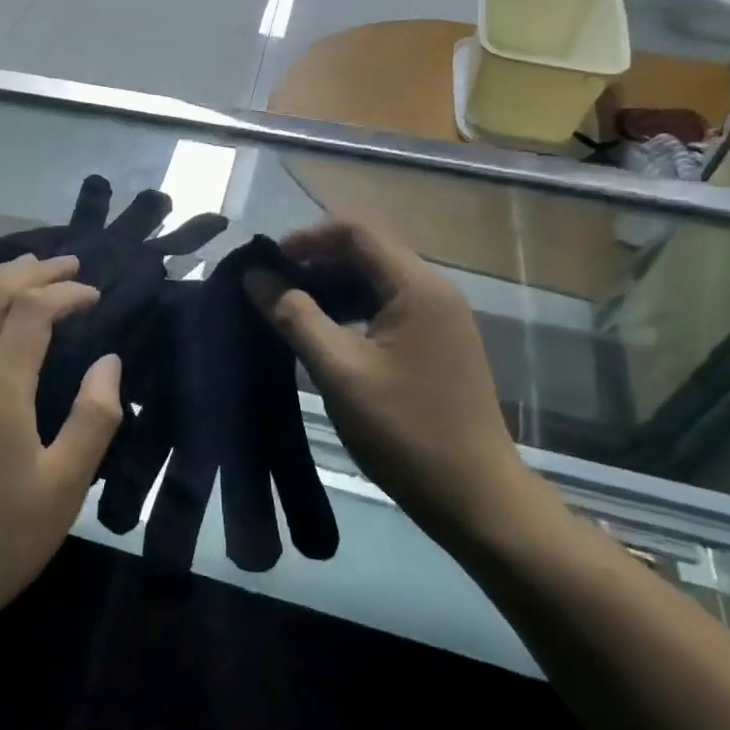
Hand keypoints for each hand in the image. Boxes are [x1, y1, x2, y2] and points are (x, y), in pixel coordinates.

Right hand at [248, 220, 541, 542]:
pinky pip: (387, 307)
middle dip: (315, 262)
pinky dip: (351, 310)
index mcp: (417, 287)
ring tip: (289, 311)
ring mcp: (440, 318)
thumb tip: (255, 276)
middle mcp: (434, 291)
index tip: (267, 263)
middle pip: (367, 252)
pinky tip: (325, 335)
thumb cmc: (404, 430)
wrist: (475, 497)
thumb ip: (294, 316)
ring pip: (376, 281)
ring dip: (331, 287)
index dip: (306, 238)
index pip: (355, 232)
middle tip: (271, 289)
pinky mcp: (438, 344)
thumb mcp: (339, 370)